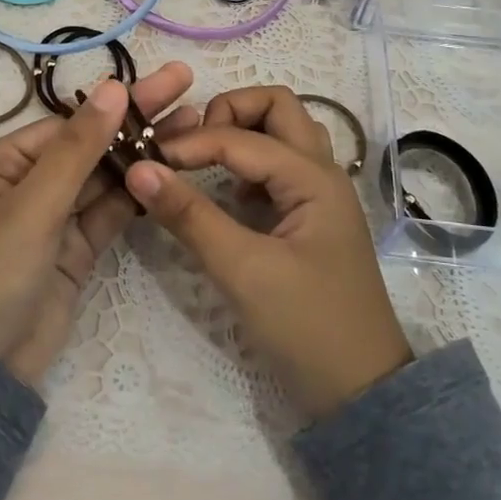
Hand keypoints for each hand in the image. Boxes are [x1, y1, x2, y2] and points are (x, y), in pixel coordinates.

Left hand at [0, 61, 195, 385]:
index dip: (118, 103)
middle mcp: (30, 183)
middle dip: (138, 121)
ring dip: (145, 155)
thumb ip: (79, 148)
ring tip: (193, 127)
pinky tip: (171, 172)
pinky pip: (111, 212)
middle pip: (92, 145)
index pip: (71, 124)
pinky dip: (138, 194)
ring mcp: (56, 218)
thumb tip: (113, 87)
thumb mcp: (33, 204)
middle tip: (187, 90)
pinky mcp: (77, 250)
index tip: (165, 84)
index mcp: (5, 163)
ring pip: (106, 178)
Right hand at [123, 86, 411, 420]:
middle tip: (191, 144)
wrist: (361, 392)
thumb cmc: (306, 327)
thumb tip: (139, 169)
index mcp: (313, 178)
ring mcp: (321, 195)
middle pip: (278, 107)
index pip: (241, 138)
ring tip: (204, 160)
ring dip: (244, 132)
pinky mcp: (312, 218)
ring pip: (284, 134)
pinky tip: (230, 197)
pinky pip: (282, 167)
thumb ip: (190, 216)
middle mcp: (323, 173)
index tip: (147, 160)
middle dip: (230, 111)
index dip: (191, 144)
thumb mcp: (242, 271)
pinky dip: (252, 164)